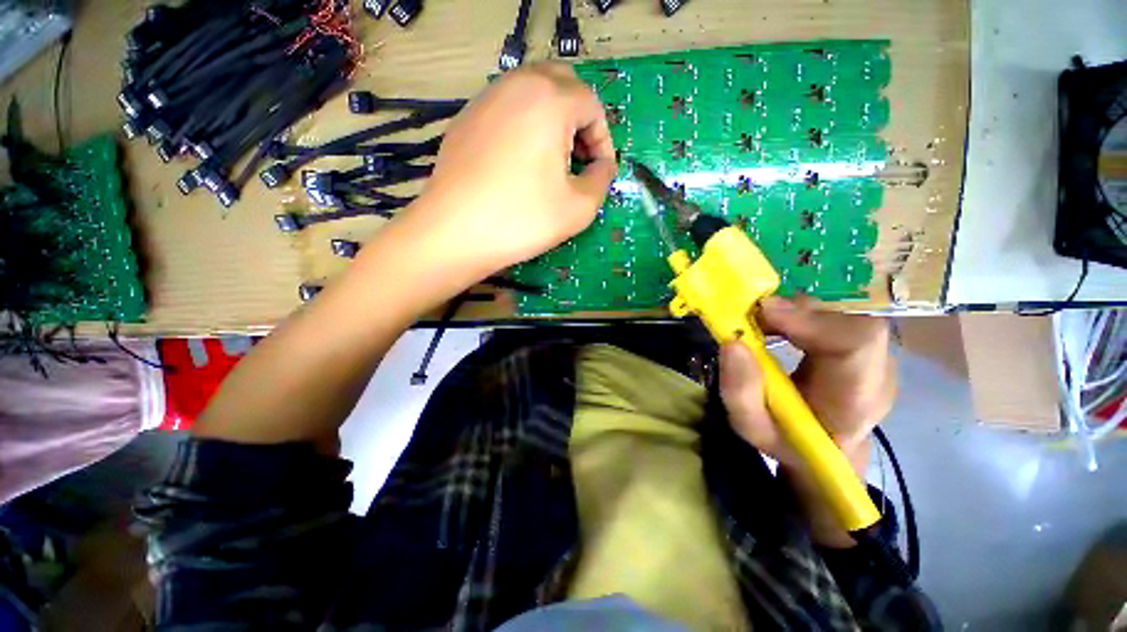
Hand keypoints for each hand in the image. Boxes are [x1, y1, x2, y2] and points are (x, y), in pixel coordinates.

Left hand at [395, 63, 617, 281]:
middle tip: (579, 157)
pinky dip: (523, 125)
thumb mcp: (579, 207)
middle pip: (562, 84)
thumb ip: (602, 179)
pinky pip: (506, 109)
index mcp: (549, 100)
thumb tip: (603, 166)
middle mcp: (516, 85)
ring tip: (552, 160)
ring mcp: (485, 99)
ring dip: (552, 119)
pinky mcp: (465, 119)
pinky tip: (519, 162)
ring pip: (531, 92)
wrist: (455, 232)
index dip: (603, 140)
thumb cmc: (523, 219)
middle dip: (579, 119)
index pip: (592, 105)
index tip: (600, 171)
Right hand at [718, 296, 894, 545]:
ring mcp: (877, 355)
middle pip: (851, 321)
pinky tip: (775, 323)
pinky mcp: (864, 344)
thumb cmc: (789, 443)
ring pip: (843, 313)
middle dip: (795, 312)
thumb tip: (732, 342)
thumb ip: (740, 392)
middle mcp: (878, 372)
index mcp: (856, 402)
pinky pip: (836, 315)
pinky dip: (799, 313)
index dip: (811, 320)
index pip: (857, 344)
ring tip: (758, 322)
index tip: (762, 312)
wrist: (826, 448)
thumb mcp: (754, 430)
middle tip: (750, 316)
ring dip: (795, 311)